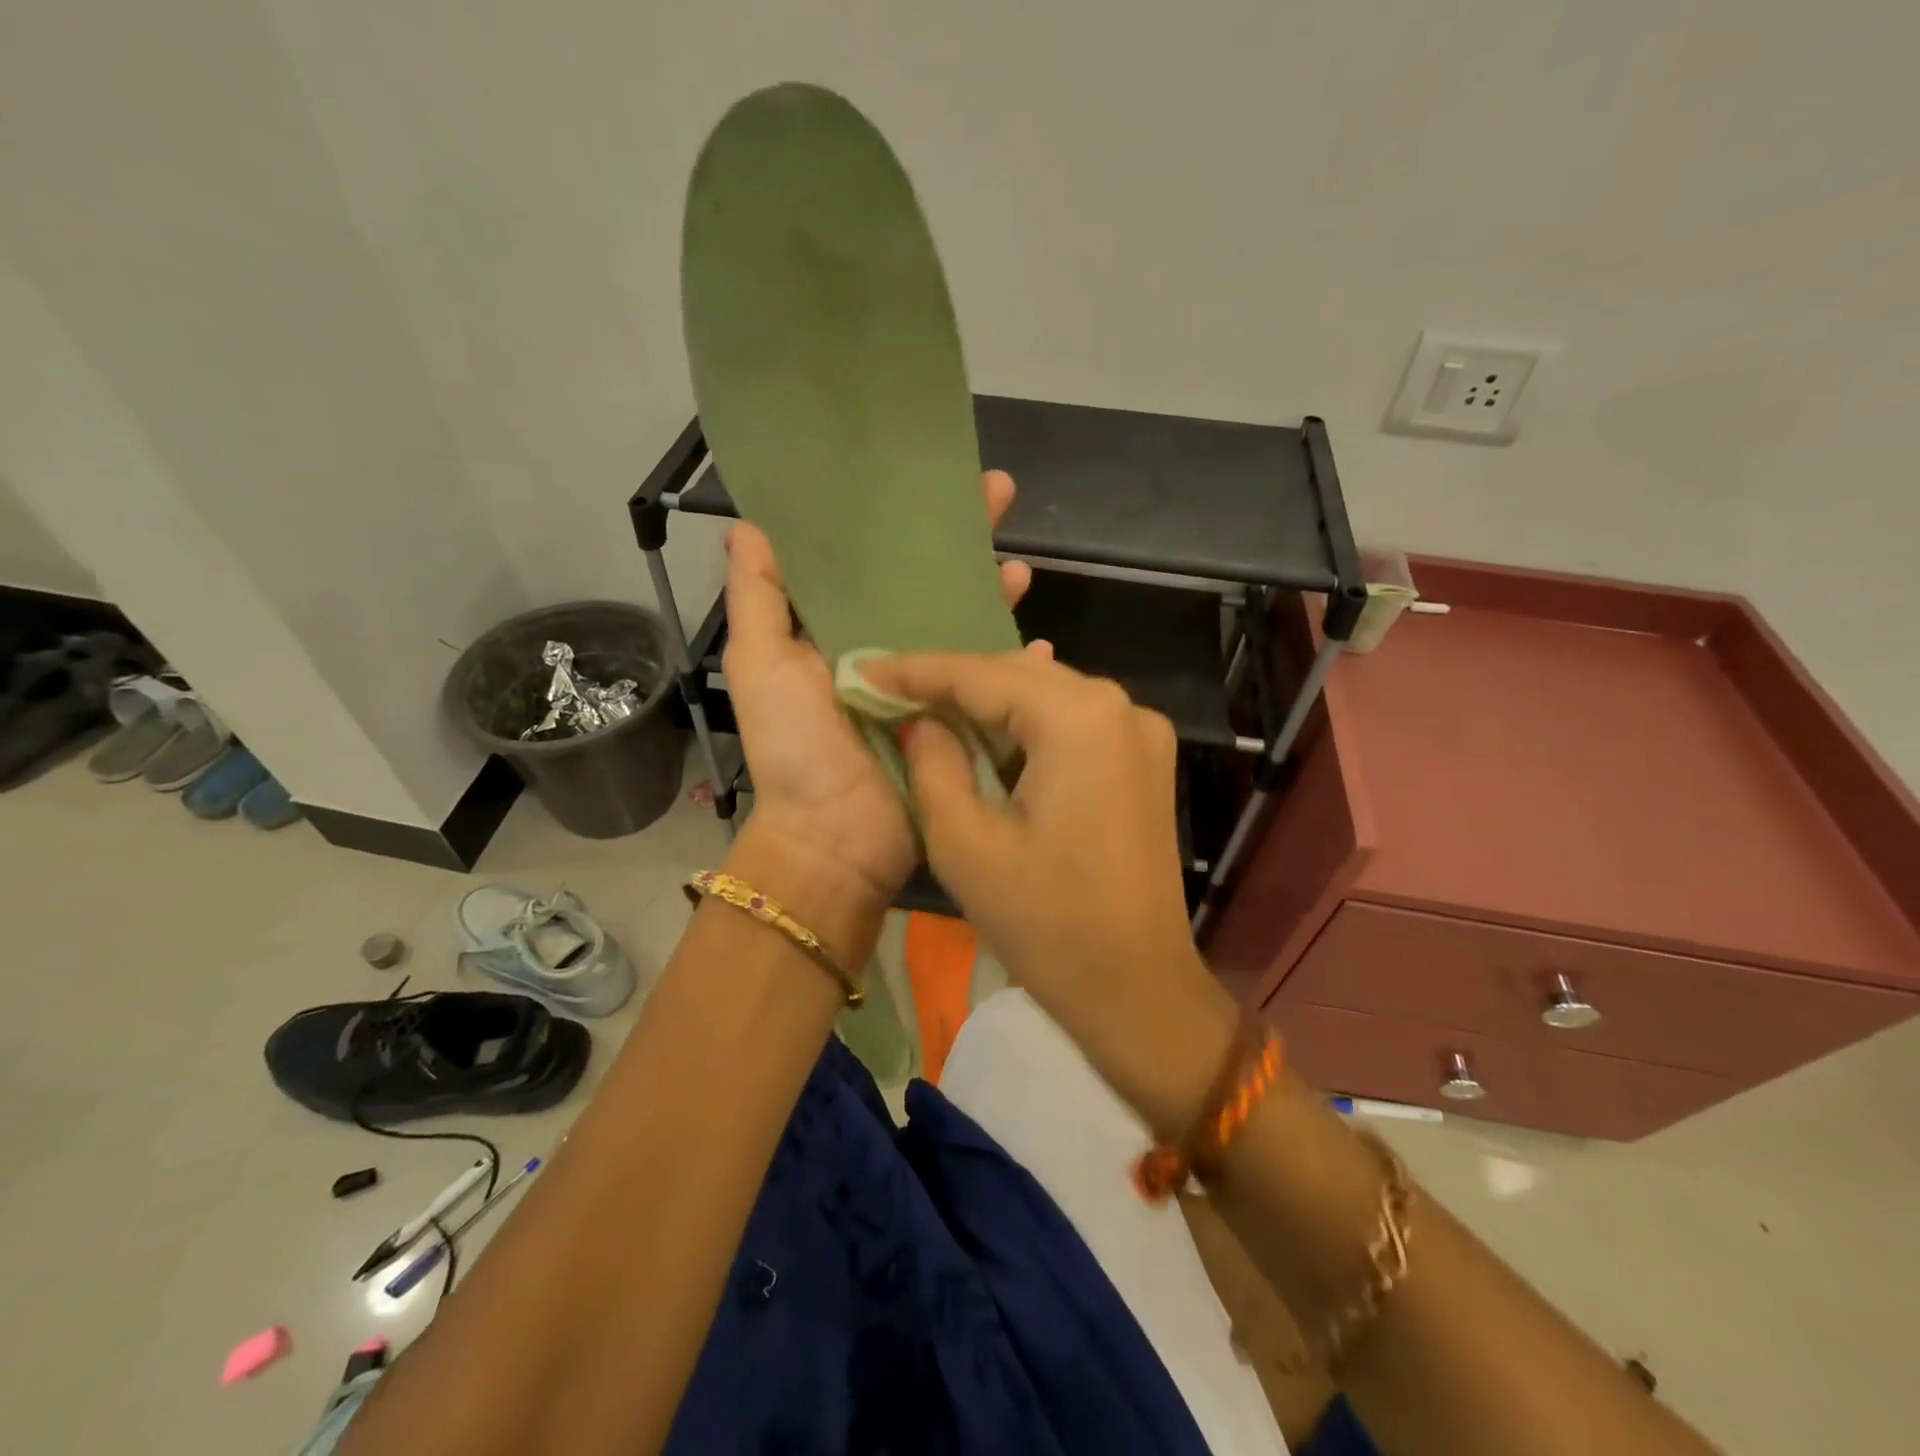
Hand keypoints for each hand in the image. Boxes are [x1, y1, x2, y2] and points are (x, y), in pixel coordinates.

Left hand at [721, 471, 1040, 913]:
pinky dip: (1019, 666)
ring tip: (1023, 566)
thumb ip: (758, 596)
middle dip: (964, 543)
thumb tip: (751, 524)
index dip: (898, 521)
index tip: (927, 480)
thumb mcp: (760, 664)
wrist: (835, 840)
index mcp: (839, 632)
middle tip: (1003, 494)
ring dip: (995, 595)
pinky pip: (994, 683)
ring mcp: (930, 688)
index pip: (873, 561)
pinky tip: (1042, 645)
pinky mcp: (962, 722)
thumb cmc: (795, 748)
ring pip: (968, 628)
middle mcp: (888, 651)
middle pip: (930, 585)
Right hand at [867, 650, 1236, 1127]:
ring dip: (989, 702)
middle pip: (1019, 676)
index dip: (915, 670)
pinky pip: (1074, 722)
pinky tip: (988, 733)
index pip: (981, 675)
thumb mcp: (965, 843)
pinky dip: (1026, 725)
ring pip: (1047, 695)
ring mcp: (1142, 731)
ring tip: (927, 706)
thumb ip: (933, 763)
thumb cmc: (1046, 924)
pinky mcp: (1146, 760)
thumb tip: (919, 720)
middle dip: (952, 682)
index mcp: (1079, 719)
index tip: (863, 670)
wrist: (1137, 989)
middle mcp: (1121, 706)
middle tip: (890, 689)